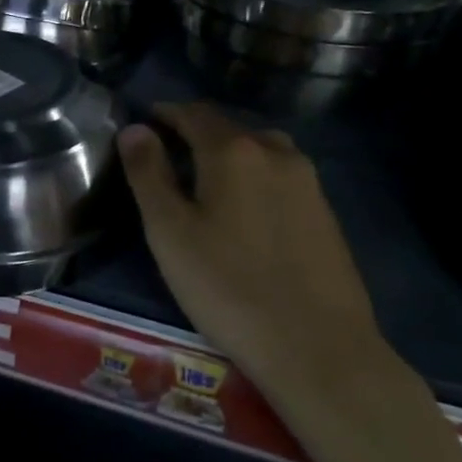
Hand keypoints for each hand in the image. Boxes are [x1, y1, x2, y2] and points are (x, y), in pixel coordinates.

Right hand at [118, 103, 408, 429]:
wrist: (318, 348)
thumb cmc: (228, 286)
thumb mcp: (169, 231)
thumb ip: (148, 174)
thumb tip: (135, 129)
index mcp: (233, 151)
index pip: (194, 113)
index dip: (166, 112)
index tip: (146, 120)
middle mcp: (275, 153)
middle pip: (229, 126)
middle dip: (196, 130)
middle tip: (169, 150)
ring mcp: (308, 182)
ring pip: (260, 148)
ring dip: (230, 150)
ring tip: (207, 175)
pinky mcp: (326, 212)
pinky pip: (281, 174)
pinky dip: (256, 173)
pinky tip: (246, 205)